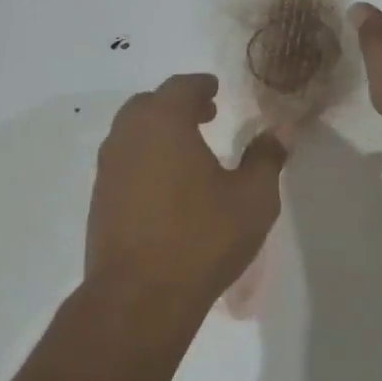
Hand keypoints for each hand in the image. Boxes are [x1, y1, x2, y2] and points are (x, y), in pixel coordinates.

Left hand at [86, 73, 289, 313]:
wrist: (140, 295)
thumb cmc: (203, 238)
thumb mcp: (253, 198)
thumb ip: (266, 157)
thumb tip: (282, 129)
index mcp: (164, 124)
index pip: (180, 87)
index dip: (200, 85)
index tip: (215, 89)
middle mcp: (128, 137)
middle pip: (149, 104)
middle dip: (177, 105)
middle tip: (205, 115)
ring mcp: (108, 169)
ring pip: (131, 132)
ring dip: (158, 131)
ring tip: (187, 149)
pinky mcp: (99, 199)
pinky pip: (123, 162)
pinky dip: (144, 157)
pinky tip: (166, 184)